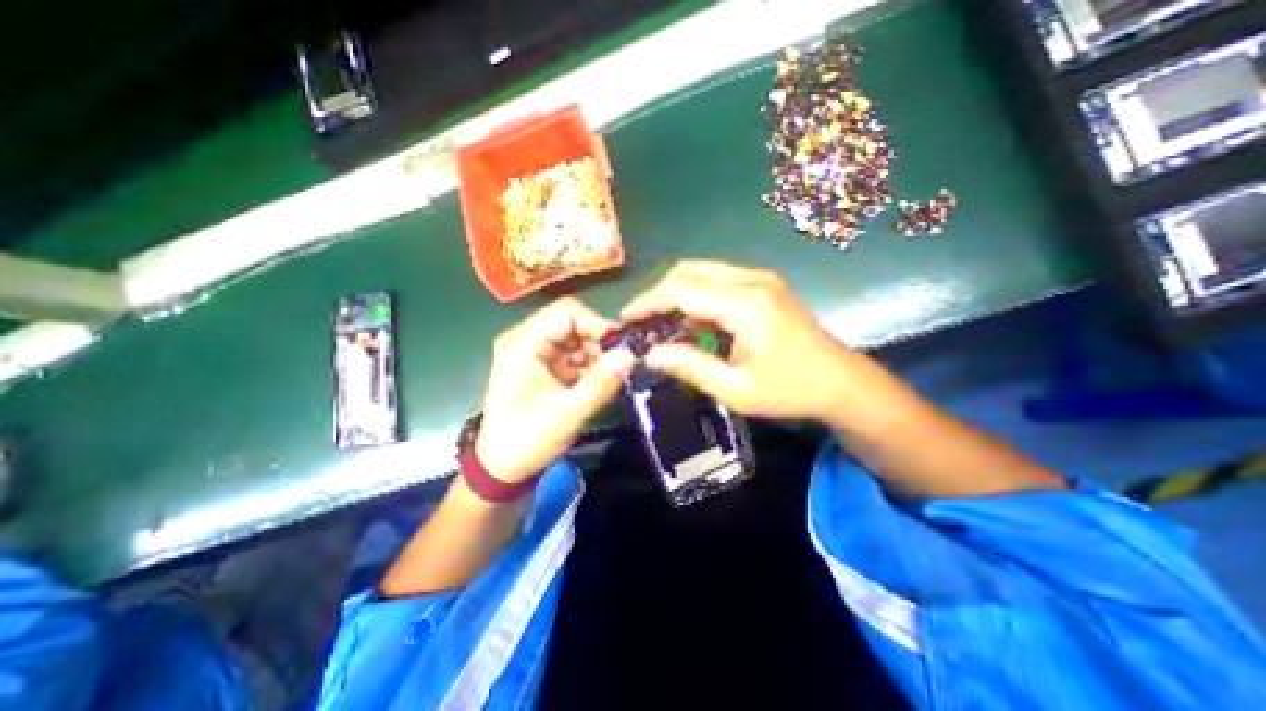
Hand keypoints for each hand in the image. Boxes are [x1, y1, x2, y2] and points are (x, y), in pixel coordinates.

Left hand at [474, 293, 637, 483]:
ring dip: (596, 356)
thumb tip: (630, 355)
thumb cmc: (527, 441)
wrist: (502, 467)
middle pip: (573, 324)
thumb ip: (600, 383)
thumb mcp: (567, 414)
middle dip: (598, 343)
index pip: (566, 313)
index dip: (597, 325)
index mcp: (523, 345)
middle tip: (617, 367)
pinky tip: (596, 384)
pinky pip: (574, 354)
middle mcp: (527, 340)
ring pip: (577, 339)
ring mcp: (536, 352)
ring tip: (607, 380)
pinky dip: (589, 366)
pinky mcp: (544, 365)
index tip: (620, 348)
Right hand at [622, 262, 860, 422]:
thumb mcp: (735, 389)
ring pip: (702, 273)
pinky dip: (696, 296)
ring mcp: (760, 279)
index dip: (649, 303)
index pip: (682, 291)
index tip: (626, 319)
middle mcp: (751, 280)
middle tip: (641, 322)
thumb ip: (690, 367)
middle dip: (659, 294)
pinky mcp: (763, 286)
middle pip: (689, 272)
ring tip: (660, 323)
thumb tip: (649, 355)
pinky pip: (718, 281)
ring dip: (676, 293)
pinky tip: (690, 321)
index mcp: (745, 304)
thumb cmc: (789, 390)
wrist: (840, 383)